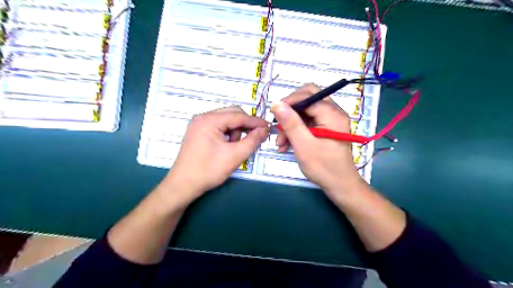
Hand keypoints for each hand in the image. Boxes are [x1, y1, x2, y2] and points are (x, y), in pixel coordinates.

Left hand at [166, 104, 269, 201]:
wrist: (183, 185)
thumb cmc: (209, 170)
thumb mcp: (235, 156)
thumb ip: (253, 140)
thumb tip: (265, 129)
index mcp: (210, 120)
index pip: (239, 116)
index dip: (256, 121)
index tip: (269, 127)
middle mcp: (203, 117)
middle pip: (232, 114)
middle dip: (245, 126)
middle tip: (254, 138)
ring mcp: (199, 124)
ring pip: (226, 120)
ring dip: (235, 131)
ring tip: (234, 148)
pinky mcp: (198, 131)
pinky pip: (219, 127)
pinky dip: (227, 134)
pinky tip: (227, 147)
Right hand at [270, 82, 362, 196]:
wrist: (340, 186)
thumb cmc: (324, 167)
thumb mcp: (304, 146)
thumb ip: (291, 123)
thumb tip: (276, 103)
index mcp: (332, 114)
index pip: (308, 95)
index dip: (289, 102)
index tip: (274, 114)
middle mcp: (333, 112)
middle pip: (307, 99)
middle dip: (290, 112)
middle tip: (278, 126)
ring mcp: (329, 120)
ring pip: (305, 112)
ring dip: (290, 124)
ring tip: (280, 143)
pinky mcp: (325, 128)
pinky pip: (307, 122)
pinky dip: (295, 130)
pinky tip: (286, 144)